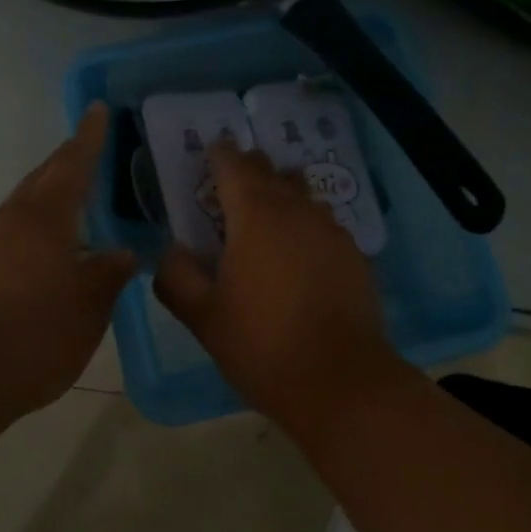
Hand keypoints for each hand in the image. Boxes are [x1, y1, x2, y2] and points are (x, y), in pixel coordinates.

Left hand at [0, 103, 135, 433]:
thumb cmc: (32, 335)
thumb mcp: (87, 308)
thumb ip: (108, 275)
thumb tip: (124, 252)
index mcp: (44, 217)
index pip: (72, 163)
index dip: (89, 137)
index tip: (97, 109)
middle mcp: (10, 220)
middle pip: (42, 179)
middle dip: (67, 161)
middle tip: (92, 149)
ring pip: (23, 207)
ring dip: (49, 196)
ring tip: (76, 201)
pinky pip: (10, 234)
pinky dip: (34, 228)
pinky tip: (47, 251)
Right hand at [155, 140, 411, 435]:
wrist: (340, 381)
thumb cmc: (261, 343)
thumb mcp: (201, 315)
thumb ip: (176, 275)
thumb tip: (175, 251)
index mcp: (255, 215)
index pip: (235, 165)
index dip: (220, 153)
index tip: (210, 150)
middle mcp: (298, 211)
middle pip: (272, 172)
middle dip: (250, 169)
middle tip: (231, 181)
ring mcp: (332, 232)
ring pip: (303, 196)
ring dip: (282, 195)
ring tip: (266, 216)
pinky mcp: (355, 256)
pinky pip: (324, 225)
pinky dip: (306, 226)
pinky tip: (298, 254)